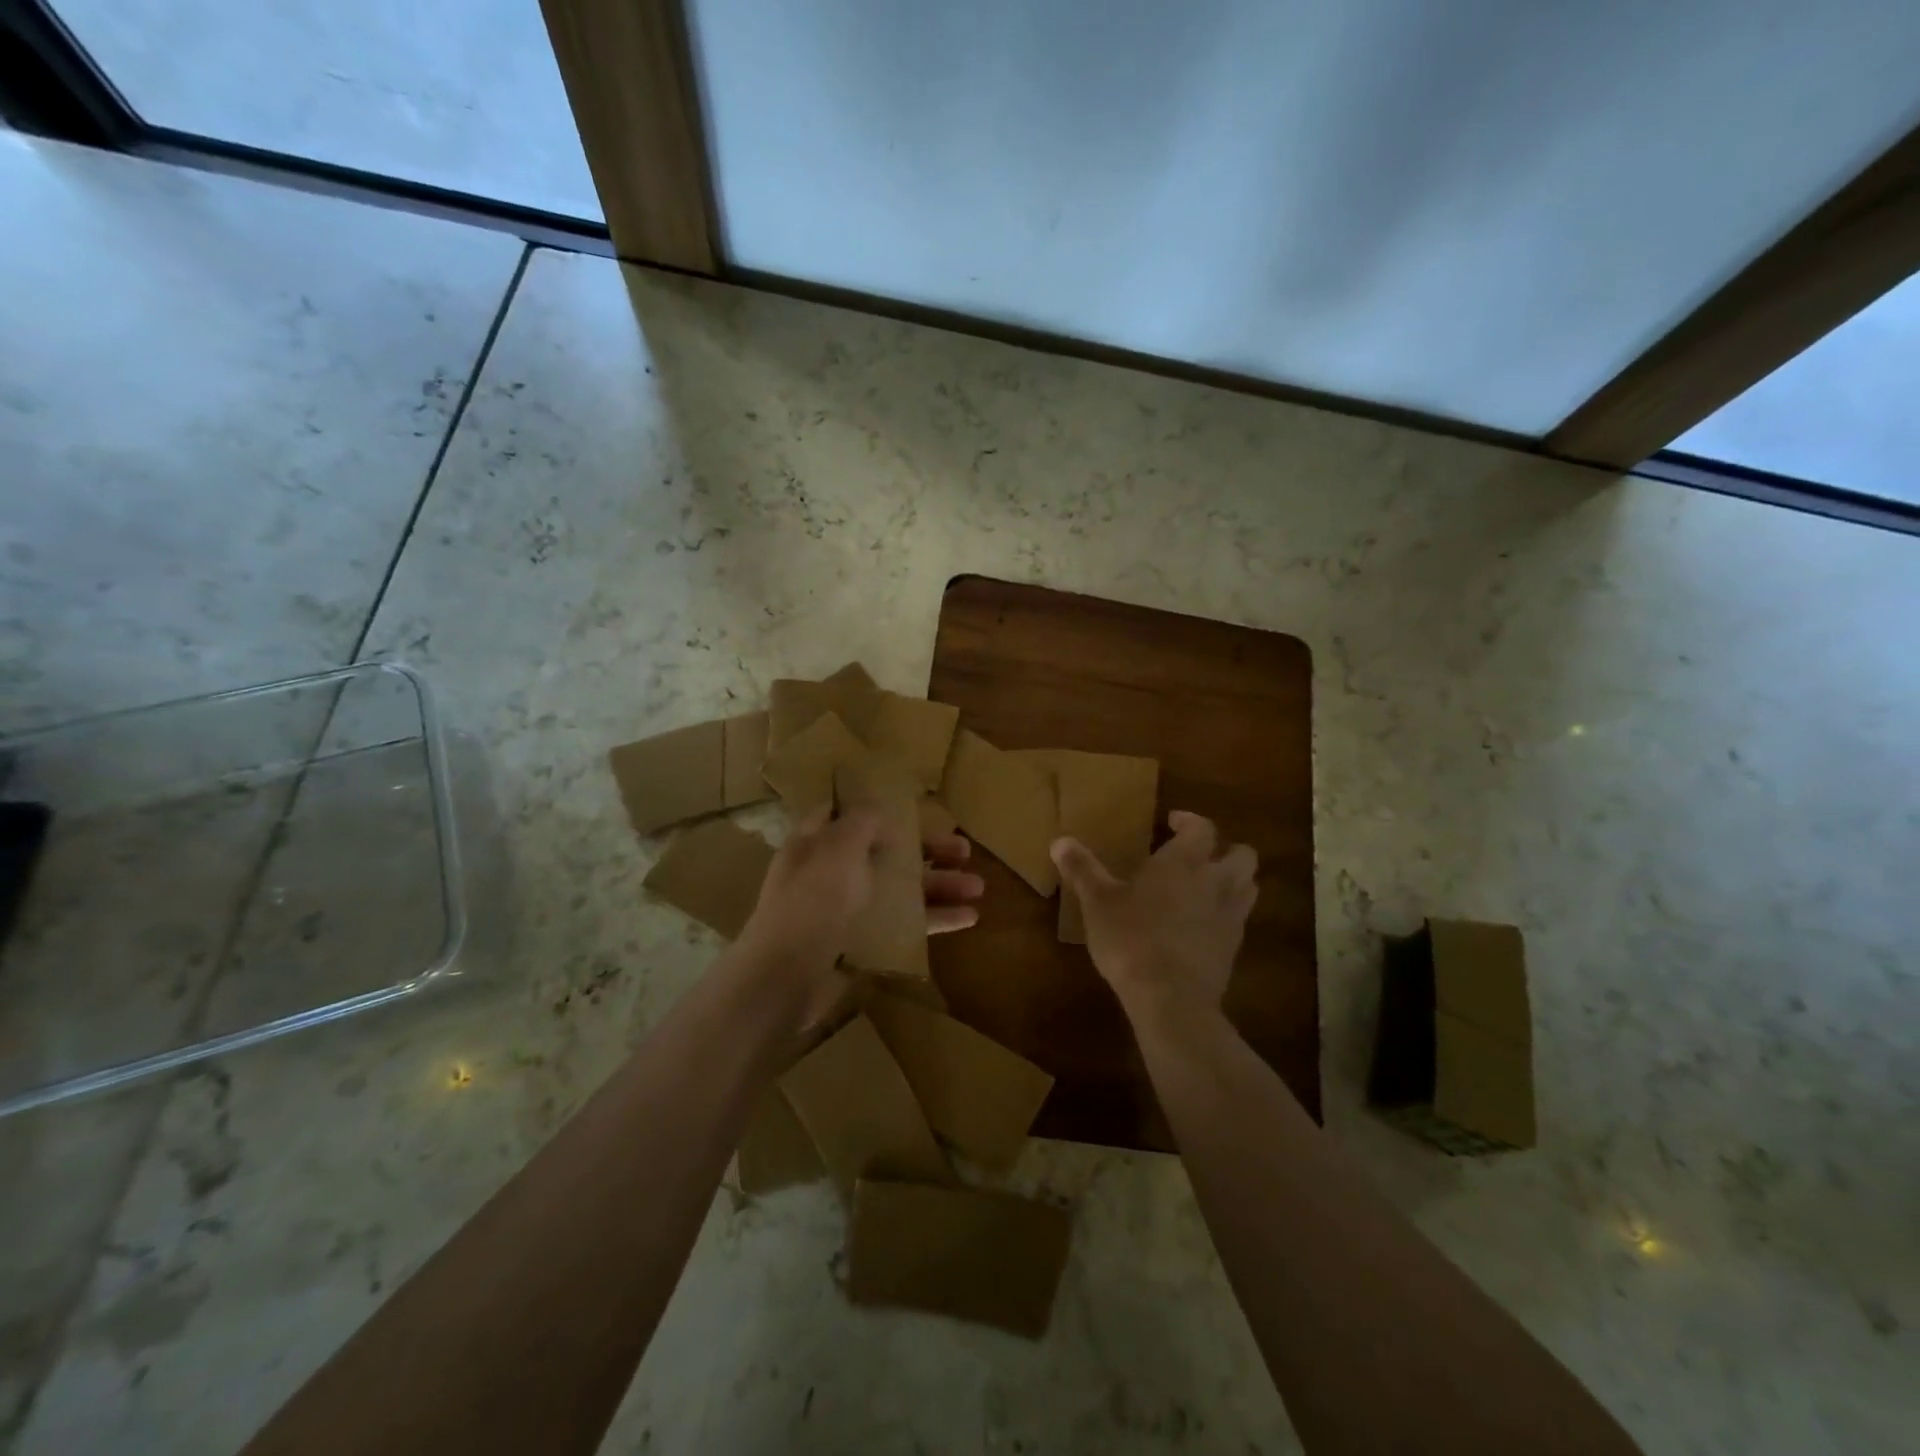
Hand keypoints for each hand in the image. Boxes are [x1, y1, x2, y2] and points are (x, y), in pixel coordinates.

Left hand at [731, 811, 985, 1031]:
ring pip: (900, 890)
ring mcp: (847, 910)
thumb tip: (878, 812)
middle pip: (886, 852)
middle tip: (964, 850)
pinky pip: (902, 925)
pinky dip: (933, 920)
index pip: (846, 814)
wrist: (786, 977)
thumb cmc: (812, 901)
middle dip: (926, 851)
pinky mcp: (861, 944)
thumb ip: (861, 824)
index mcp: (816, 842)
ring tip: (978, 887)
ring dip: (938, 885)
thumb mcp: (837, 848)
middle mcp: (831, 873)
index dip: (878, 808)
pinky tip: (968, 918)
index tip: (915, 807)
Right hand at [1051, 810, 1256, 1024]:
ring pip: (1249, 886)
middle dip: (1225, 850)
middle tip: (1199, 856)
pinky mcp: (1234, 948)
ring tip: (1207, 888)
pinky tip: (1203, 926)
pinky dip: (1228, 915)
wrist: (1170, 998)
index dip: (1190, 822)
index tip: (1172, 823)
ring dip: (1234, 881)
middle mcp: (1215, 882)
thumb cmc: (1130, 938)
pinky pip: (1240, 920)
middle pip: (1242, 855)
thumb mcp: (1097, 902)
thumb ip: (1082, 869)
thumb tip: (1059, 840)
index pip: (1203, 828)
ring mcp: (1230, 916)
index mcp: (1183, 862)